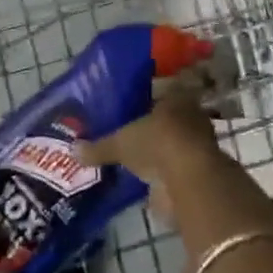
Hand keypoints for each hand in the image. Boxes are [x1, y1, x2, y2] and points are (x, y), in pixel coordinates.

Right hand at [77, 67, 223, 217]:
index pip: (160, 92)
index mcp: (175, 97)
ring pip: (173, 143)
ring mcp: (197, 145)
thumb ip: (99, 147)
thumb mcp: (120, 143)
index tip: (127, 108)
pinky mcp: (198, 172)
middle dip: (151, 127)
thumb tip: (73, 149)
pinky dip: (163, 173)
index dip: (143, 99)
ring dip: (159, 151)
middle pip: (167, 118)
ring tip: (135, 158)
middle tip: (129, 134)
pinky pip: (175, 167)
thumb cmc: (157, 143)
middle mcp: (190, 117)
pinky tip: (146, 179)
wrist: (189, 180)